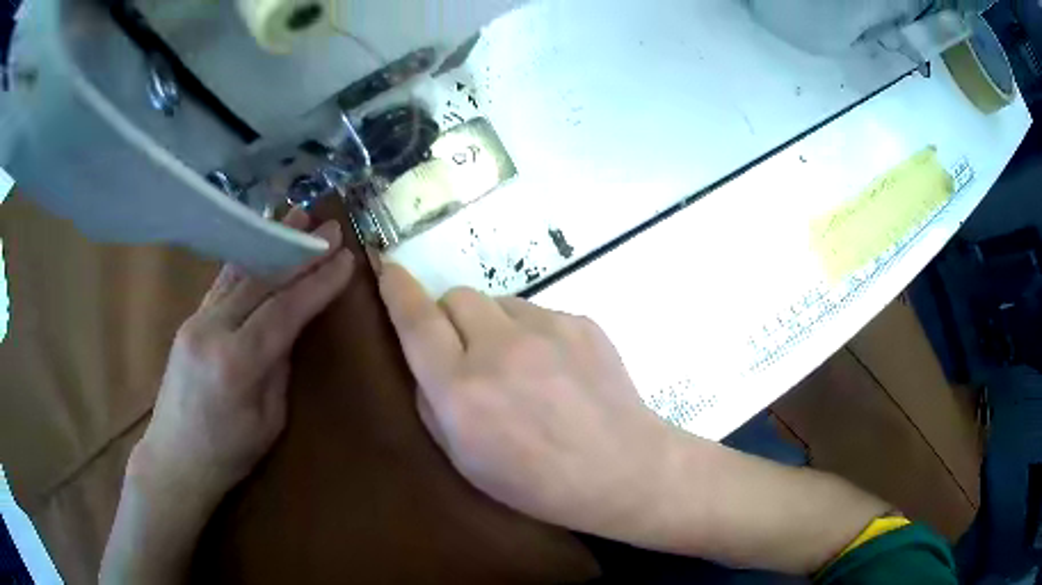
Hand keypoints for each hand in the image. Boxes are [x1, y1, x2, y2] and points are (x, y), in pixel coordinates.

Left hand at [131, 208, 355, 502]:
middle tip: (329, 227)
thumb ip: (279, 368)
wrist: (175, 458)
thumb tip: (290, 331)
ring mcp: (196, 321)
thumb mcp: (269, 421)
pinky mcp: (189, 321)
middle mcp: (213, 330)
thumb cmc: (229, 454)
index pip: (284, 310)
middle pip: (262, 281)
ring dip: (271, 244)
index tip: (345, 259)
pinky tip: (260, 244)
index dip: (317, 283)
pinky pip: (221, 284)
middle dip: (299, 252)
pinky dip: (246, 262)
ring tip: (297, 218)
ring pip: (239, 273)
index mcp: (237, 363)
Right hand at [378, 265, 894, 575]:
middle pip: (457, 297)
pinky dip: (533, 334)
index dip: (395, 288)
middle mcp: (498, 349)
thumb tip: (426, 360)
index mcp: (461, 390)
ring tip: (521, 369)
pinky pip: (538, 314)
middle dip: (452, 318)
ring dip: (494, 326)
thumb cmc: (537, 482)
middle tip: (469, 354)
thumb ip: (433, 403)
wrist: (623, 470)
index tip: (383, 265)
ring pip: (499, 303)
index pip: (415, 319)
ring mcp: (546, 329)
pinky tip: (556, 372)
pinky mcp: (581, 322)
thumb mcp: (464, 461)